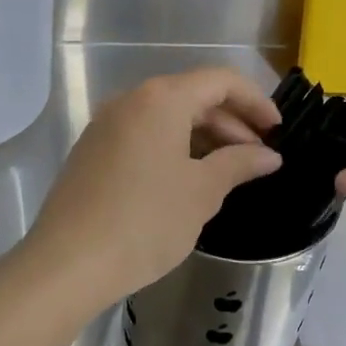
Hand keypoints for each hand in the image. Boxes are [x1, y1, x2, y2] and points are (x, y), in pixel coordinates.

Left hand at [26, 68, 282, 306]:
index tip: (278, 130)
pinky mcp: (92, 151)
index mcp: (161, 99)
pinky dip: (173, 148)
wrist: (68, 264)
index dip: (255, 101)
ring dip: (203, 137)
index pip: (220, 81)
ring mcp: (106, 125)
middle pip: (192, 95)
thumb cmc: (145, 222)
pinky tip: (188, 180)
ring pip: (166, 117)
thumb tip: (269, 155)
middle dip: (231, 122)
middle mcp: (130, 100)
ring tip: (228, 171)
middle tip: (258, 157)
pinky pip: (143, 135)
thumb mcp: (201, 192)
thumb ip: (239, 164)